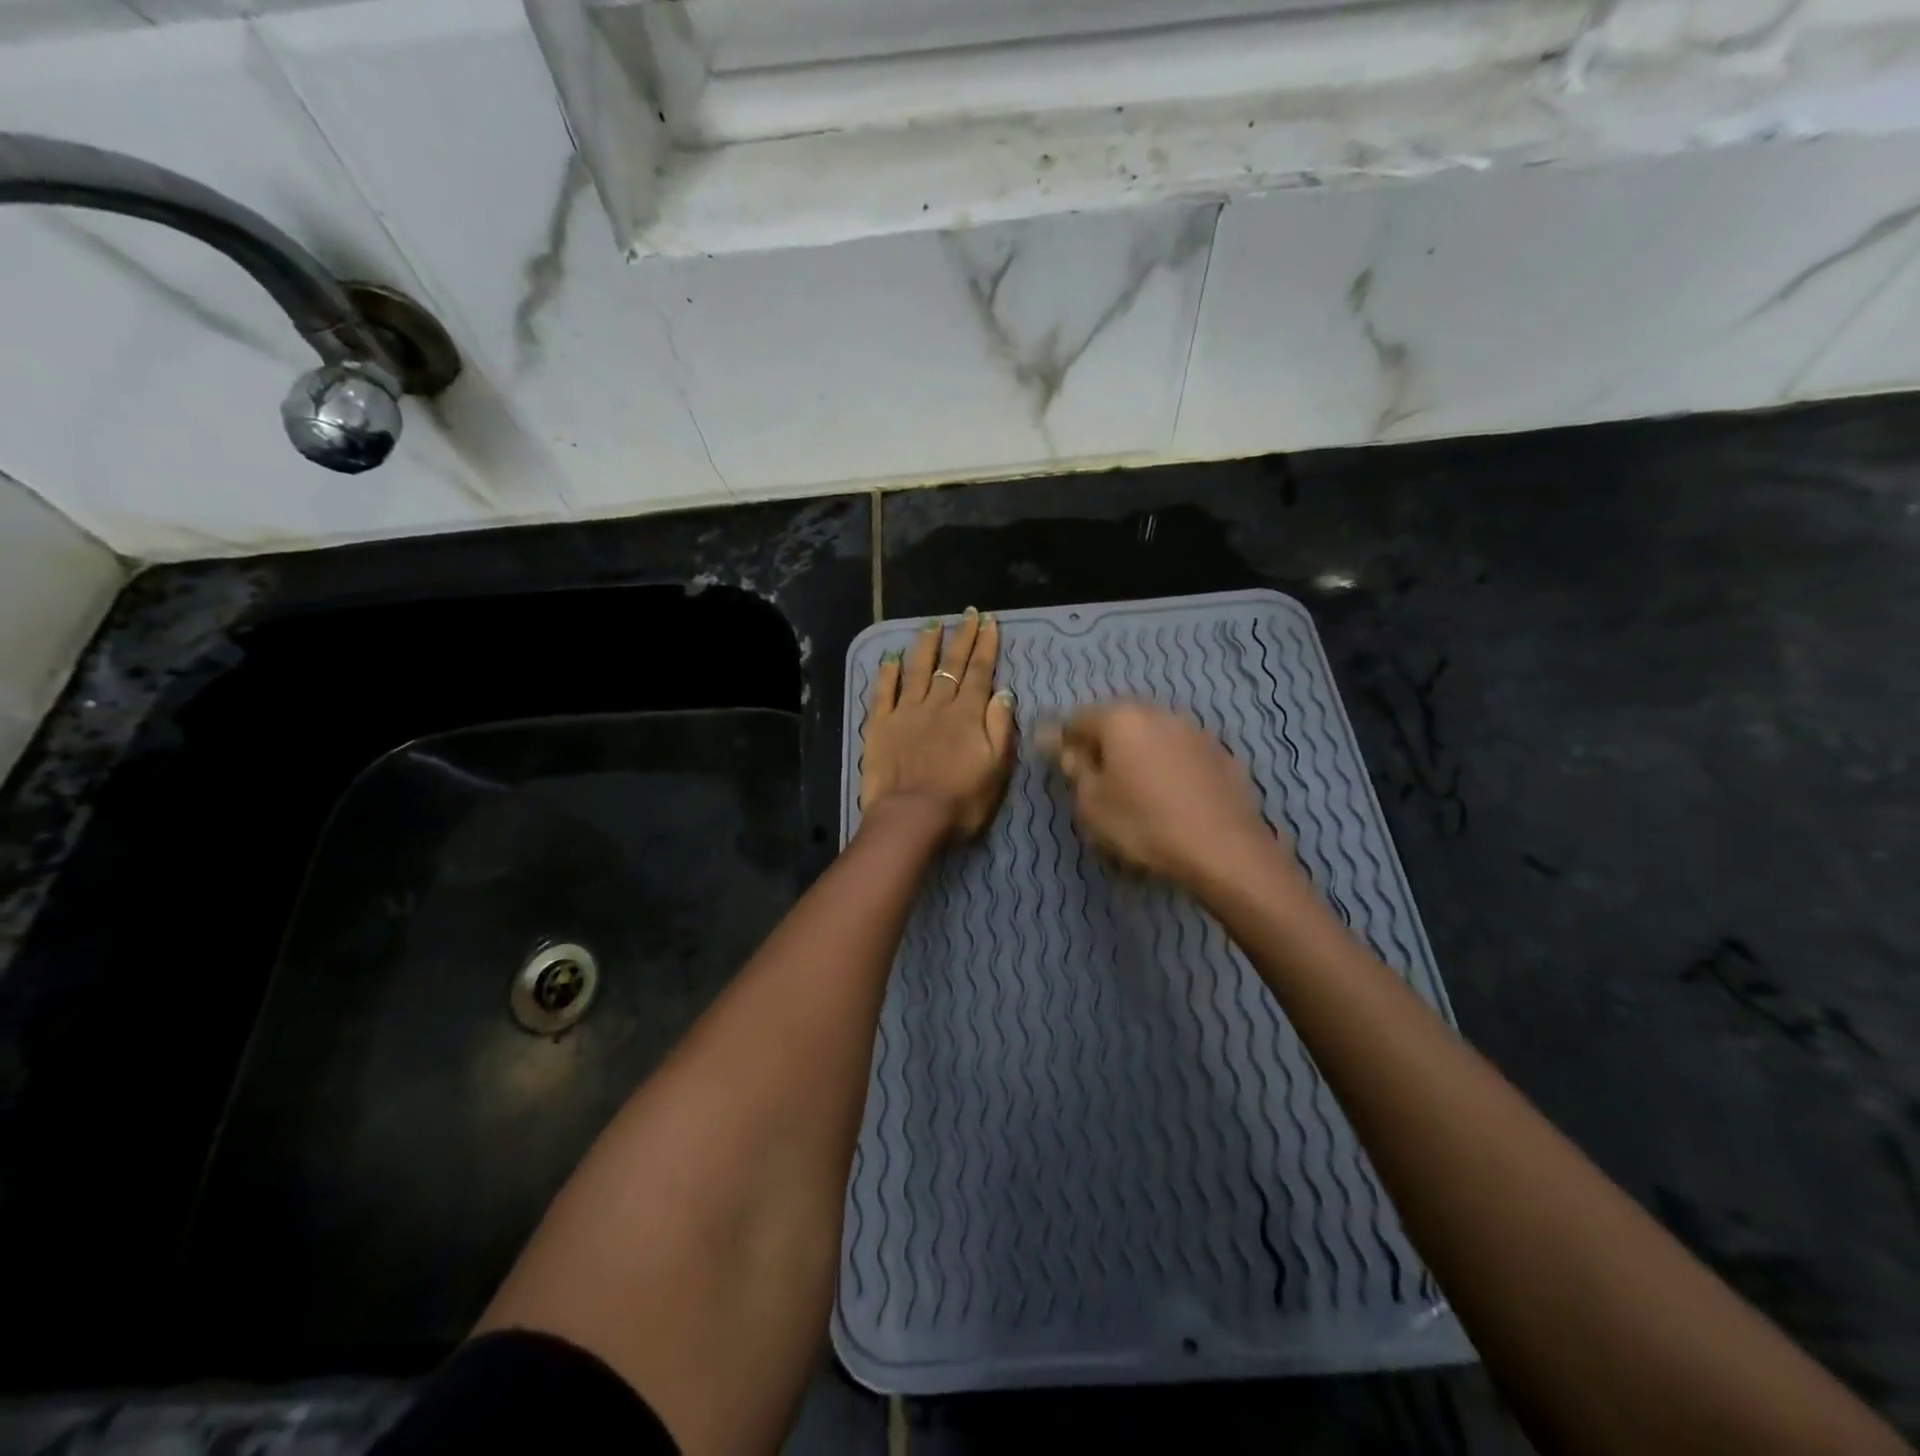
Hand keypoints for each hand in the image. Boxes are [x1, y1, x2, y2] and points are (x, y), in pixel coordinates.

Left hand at [861, 608, 1016, 839]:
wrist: (911, 818)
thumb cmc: (961, 801)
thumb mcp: (997, 769)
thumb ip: (1000, 728)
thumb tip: (1004, 693)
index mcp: (967, 715)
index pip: (979, 672)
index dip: (985, 646)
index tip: (989, 622)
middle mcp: (937, 705)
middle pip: (950, 664)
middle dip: (961, 637)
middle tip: (968, 614)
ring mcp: (905, 713)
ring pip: (917, 670)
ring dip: (926, 646)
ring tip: (932, 624)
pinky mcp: (879, 726)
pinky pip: (883, 692)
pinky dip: (888, 673)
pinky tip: (890, 658)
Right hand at [1041, 703, 1292, 890]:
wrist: (1223, 849)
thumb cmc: (1143, 824)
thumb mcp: (1092, 803)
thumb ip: (1075, 768)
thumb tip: (1063, 746)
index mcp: (1121, 719)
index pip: (1079, 718)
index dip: (1064, 740)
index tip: (1061, 766)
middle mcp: (1159, 713)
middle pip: (1119, 721)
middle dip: (1104, 743)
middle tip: (1096, 779)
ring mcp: (1195, 731)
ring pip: (1153, 735)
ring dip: (1139, 753)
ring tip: (1135, 789)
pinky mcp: (1222, 754)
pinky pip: (1181, 753)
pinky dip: (1168, 766)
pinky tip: (1170, 797)